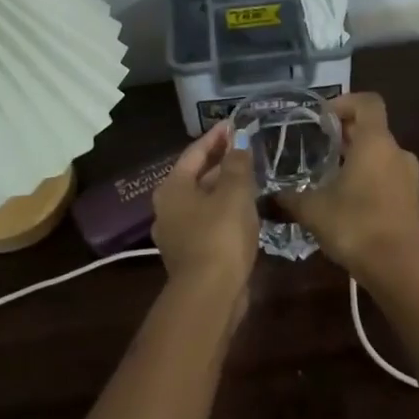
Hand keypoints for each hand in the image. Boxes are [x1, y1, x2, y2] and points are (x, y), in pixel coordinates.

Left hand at [152, 123, 258, 309]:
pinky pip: (209, 222)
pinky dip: (225, 210)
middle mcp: (167, 208)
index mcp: (172, 188)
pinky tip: (246, 210)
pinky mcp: (191, 254)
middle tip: (246, 149)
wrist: (210, 294)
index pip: (194, 153)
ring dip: (225, 187)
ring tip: (251, 177)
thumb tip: (239, 142)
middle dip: (221, 162)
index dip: (216, 137)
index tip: (235, 124)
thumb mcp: (234, 193)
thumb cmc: (220, 235)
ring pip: (203, 201)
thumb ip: (237, 164)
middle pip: (196, 176)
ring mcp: (177, 234)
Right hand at [279, 93, 418, 289]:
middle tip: (314, 146)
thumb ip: (289, 197)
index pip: (367, 102)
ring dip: (355, 157)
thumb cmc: (355, 226)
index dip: (344, 102)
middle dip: (343, 133)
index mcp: (375, 142)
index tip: (321, 118)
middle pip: (371, 127)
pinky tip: (344, 199)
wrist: (399, 269)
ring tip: (326, 174)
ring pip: (379, 153)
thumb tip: (266, 196)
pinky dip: (367, 176)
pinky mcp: (412, 198)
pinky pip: (387, 174)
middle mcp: (397, 151)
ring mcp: (409, 175)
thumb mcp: (312, 210)